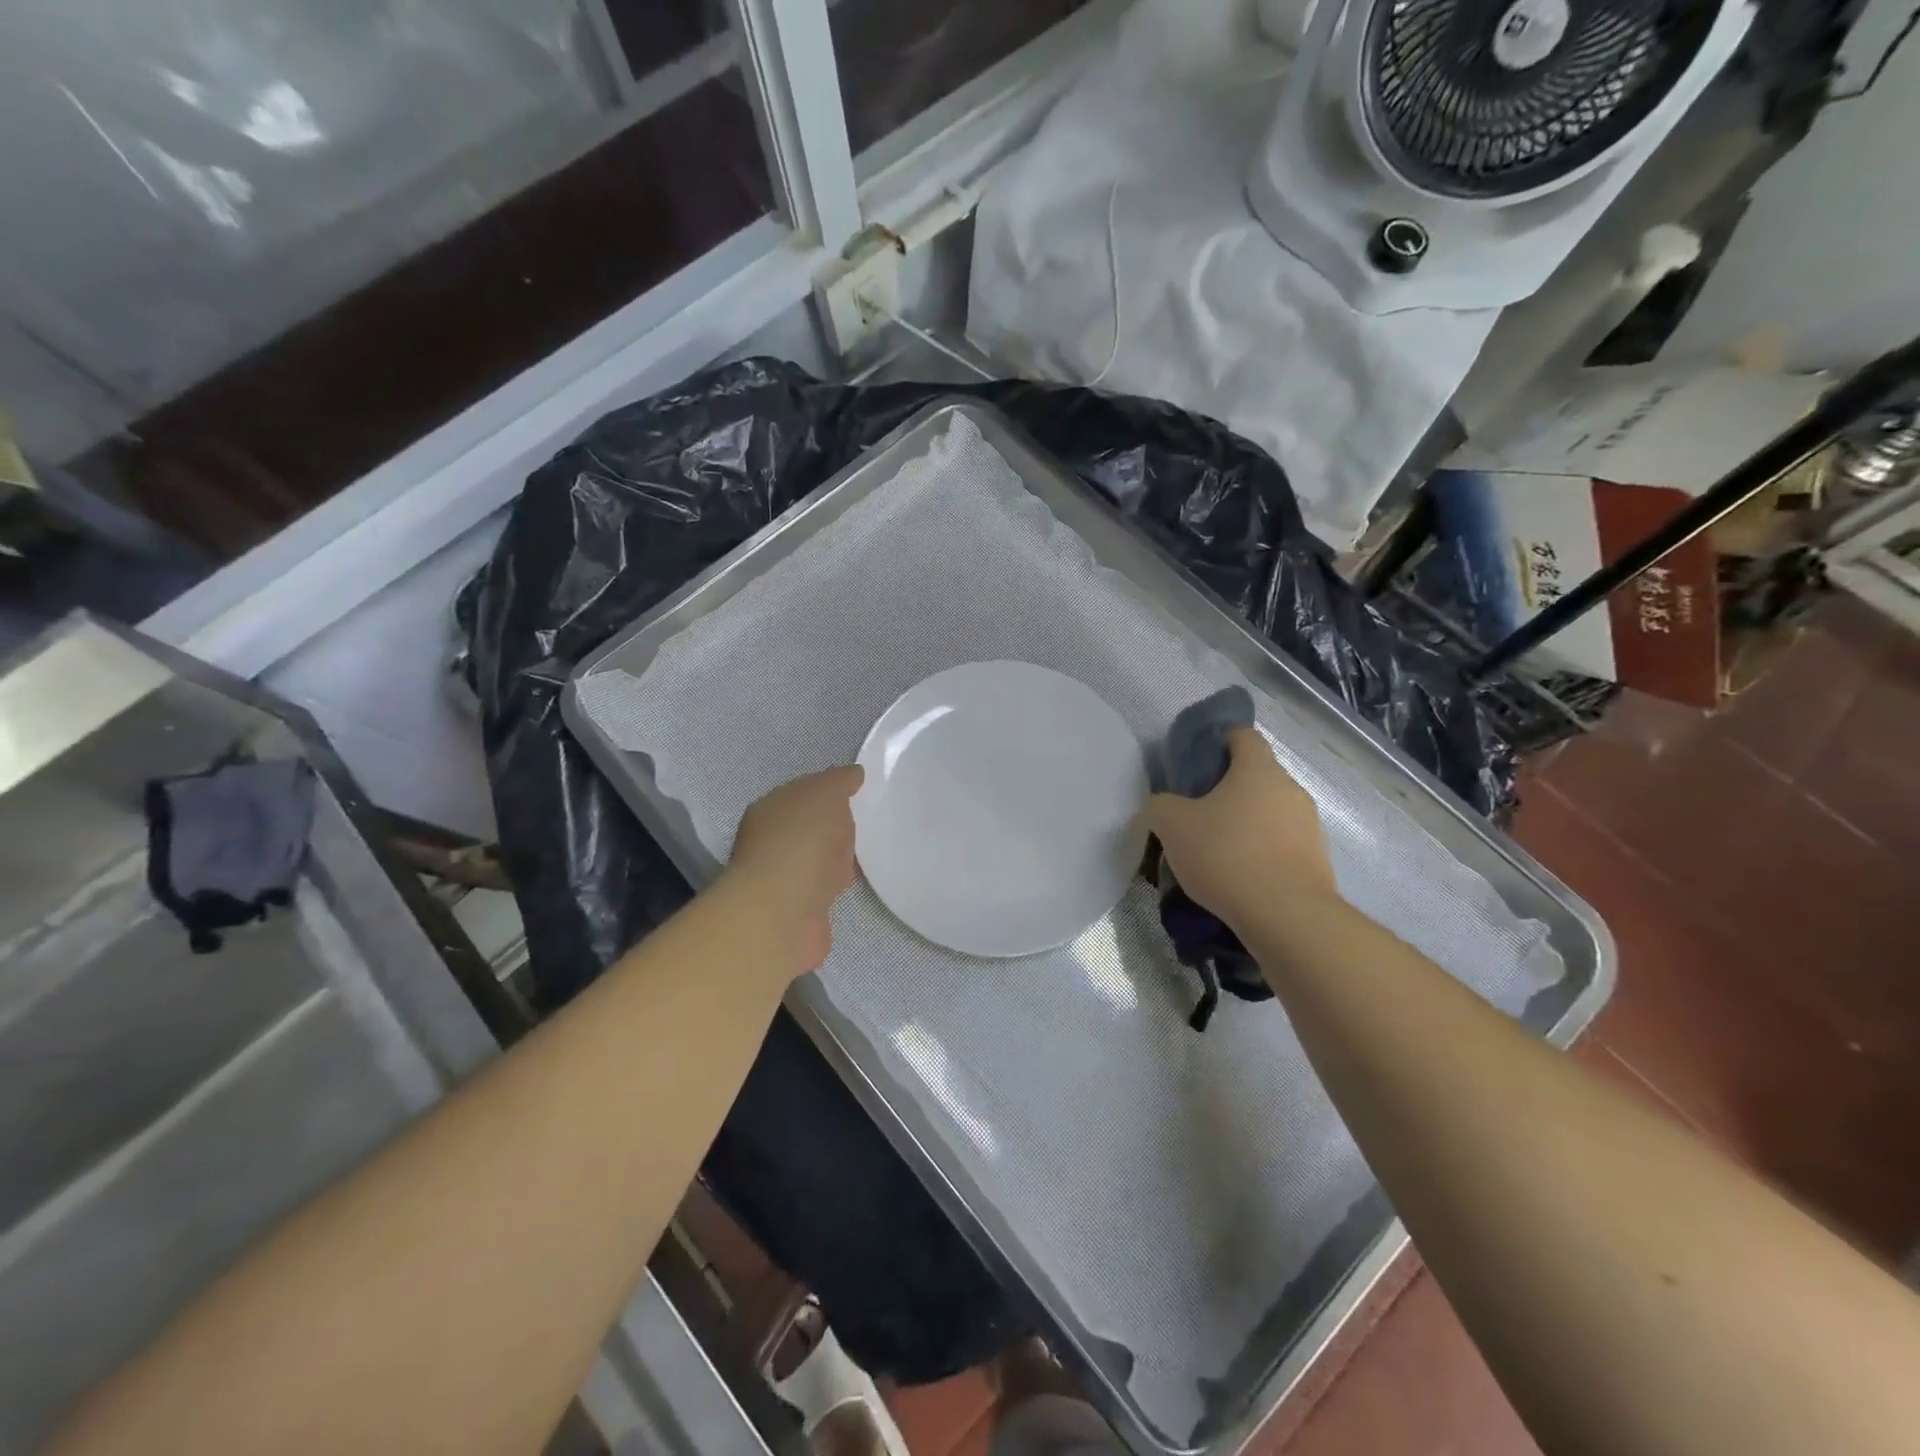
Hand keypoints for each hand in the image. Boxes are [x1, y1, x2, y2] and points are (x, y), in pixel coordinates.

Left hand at [724, 766, 863, 975]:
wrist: (785, 910)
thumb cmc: (803, 840)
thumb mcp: (826, 793)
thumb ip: (840, 781)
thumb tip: (853, 774)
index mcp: (771, 808)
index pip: (803, 792)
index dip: (830, 790)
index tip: (860, 793)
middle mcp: (770, 840)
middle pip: (809, 826)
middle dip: (834, 824)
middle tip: (869, 821)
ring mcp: (783, 877)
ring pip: (817, 858)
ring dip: (836, 857)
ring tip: (868, 851)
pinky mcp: (798, 908)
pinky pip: (824, 887)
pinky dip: (837, 884)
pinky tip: (856, 882)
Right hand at [1143, 728, 1335, 936]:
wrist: (1285, 915)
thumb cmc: (1226, 855)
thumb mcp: (1171, 825)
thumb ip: (1159, 806)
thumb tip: (1160, 807)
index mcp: (1258, 769)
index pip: (1243, 736)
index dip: (1220, 741)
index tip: (1198, 762)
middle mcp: (1290, 789)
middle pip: (1258, 776)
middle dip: (1230, 789)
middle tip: (1199, 814)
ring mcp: (1309, 826)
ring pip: (1271, 813)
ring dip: (1248, 824)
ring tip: (1218, 853)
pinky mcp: (1318, 861)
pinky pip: (1283, 845)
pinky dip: (1263, 853)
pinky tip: (1240, 878)